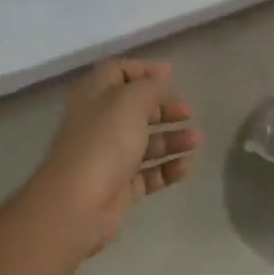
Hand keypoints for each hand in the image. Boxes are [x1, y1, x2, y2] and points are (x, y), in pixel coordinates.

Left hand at [26, 59, 200, 256]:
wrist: (77, 205)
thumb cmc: (103, 143)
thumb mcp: (129, 102)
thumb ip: (150, 86)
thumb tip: (161, 76)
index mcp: (95, 96)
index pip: (117, 72)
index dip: (143, 70)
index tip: (171, 75)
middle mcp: (100, 124)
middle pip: (135, 108)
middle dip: (164, 107)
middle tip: (188, 111)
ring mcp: (109, 157)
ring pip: (145, 142)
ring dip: (172, 139)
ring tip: (196, 140)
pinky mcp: (119, 187)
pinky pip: (148, 174)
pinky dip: (168, 169)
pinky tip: (187, 166)